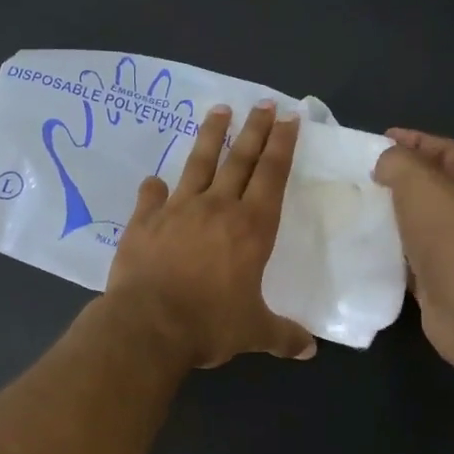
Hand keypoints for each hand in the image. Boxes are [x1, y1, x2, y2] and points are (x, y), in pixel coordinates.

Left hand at [103, 101, 317, 368]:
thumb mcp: (254, 332)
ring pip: (197, 164)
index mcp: (251, 228)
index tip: (289, 117)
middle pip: (239, 160)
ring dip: (210, 137)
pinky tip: (154, 180)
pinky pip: (151, 197)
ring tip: (218, 111)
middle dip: (254, 130)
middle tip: (262, 103)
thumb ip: (283, 335)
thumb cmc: (210, 324)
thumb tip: (309, 350)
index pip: (271, 176)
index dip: (282, 145)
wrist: (149, 324)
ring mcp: (177, 210)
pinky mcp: (143, 221)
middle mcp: (217, 208)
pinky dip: (154, 188)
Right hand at [373, 130, 453, 371]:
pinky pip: (410, 251)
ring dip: (390, 213)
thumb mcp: (419, 183)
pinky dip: (389, 245)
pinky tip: (363, 242)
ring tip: (354, 206)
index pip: (443, 149)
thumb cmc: (451, 237)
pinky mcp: (441, 274)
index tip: (374, 141)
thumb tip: (384, 165)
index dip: (411, 141)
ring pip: (418, 219)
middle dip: (396, 177)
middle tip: (358, 175)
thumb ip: (397, 162)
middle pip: (431, 184)